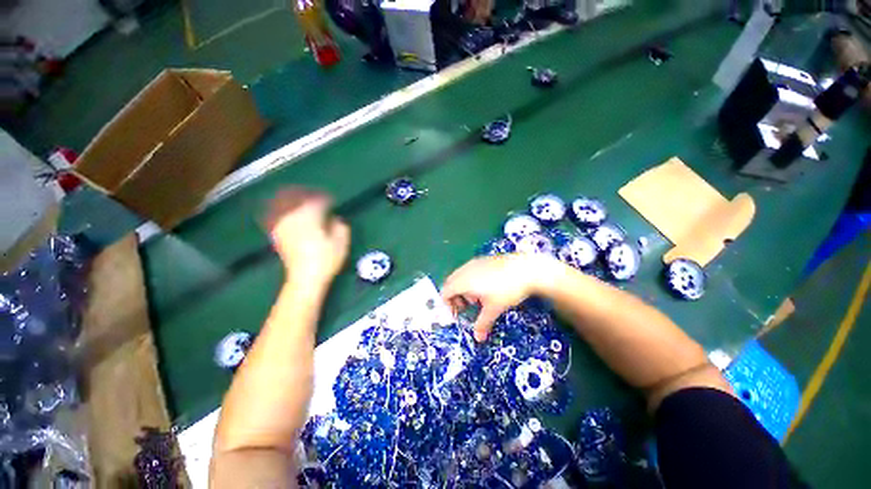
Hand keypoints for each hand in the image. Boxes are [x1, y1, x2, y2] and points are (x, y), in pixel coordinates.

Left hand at [266, 188, 349, 288]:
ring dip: (289, 197)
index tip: (332, 201)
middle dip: (306, 193)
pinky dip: (274, 209)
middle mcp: (294, 217)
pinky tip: (278, 208)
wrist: (306, 278)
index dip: (326, 198)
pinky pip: (272, 215)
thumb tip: (334, 218)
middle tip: (314, 195)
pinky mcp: (277, 234)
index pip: (318, 200)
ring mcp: (283, 224)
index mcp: (311, 217)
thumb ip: (340, 225)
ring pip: (282, 203)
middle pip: (296, 197)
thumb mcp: (342, 242)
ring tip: (296, 196)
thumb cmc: (327, 259)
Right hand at [441, 254, 559, 341]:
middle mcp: (466, 269)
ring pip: (460, 276)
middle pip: (451, 283)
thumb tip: (478, 338)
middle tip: (465, 307)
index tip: (457, 314)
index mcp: (464, 281)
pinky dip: (470, 280)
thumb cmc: (507, 290)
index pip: (446, 291)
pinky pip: (470, 271)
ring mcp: (475, 263)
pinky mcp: (484, 260)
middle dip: (454, 297)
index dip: (447, 304)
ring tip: (477, 299)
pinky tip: (486, 287)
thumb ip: (483, 324)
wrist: (526, 269)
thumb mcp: (494, 309)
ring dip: (463, 289)